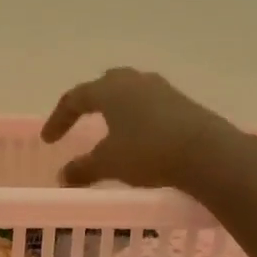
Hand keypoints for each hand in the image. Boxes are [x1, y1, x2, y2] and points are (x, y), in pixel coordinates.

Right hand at [40, 68, 239, 188]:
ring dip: (116, 109)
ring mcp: (162, 89)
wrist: (207, 152)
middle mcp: (134, 81)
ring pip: (130, 92)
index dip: (58, 118)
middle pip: (104, 85)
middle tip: (79, 121)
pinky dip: (137, 117)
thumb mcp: (109, 164)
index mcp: (109, 89)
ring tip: (110, 129)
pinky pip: (150, 105)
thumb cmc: (148, 152)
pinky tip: (140, 137)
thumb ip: (83, 168)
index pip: (74, 98)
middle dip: (89, 103)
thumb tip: (63, 176)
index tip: (48, 140)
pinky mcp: (182, 103)